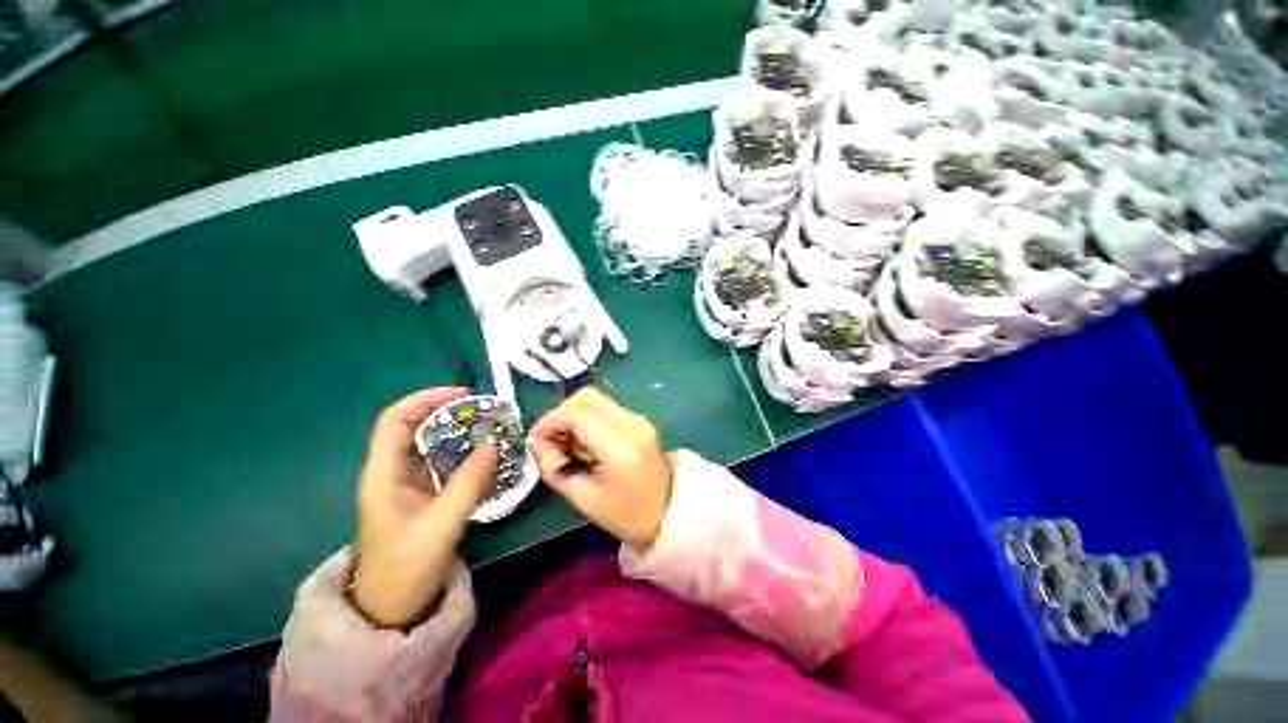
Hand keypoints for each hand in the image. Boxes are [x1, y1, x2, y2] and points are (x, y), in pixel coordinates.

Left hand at [352, 388, 497, 628]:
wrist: (390, 608)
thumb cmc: (407, 567)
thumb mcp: (442, 523)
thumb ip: (469, 482)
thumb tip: (493, 445)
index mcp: (383, 473)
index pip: (396, 419)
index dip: (426, 400)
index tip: (463, 396)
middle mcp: (390, 471)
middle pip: (413, 427)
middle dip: (447, 413)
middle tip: (483, 411)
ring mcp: (404, 484)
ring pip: (428, 444)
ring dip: (456, 432)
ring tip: (487, 428)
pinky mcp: (418, 495)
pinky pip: (438, 463)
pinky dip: (460, 452)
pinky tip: (482, 456)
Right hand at [527, 389, 672, 548]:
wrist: (668, 513)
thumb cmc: (626, 515)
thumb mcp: (583, 499)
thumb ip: (554, 467)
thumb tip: (534, 442)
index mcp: (620, 446)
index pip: (578, 415)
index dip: (549, 421)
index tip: (534, 440)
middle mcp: (632, 423)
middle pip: (586, 397)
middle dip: (560, 414)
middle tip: (549, 441)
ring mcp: (638, 418)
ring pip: (595, 399)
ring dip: (573, 414)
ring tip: (564, 443)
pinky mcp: (639, 420)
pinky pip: (605, 408)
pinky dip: (587, 418)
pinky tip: (582, 441)